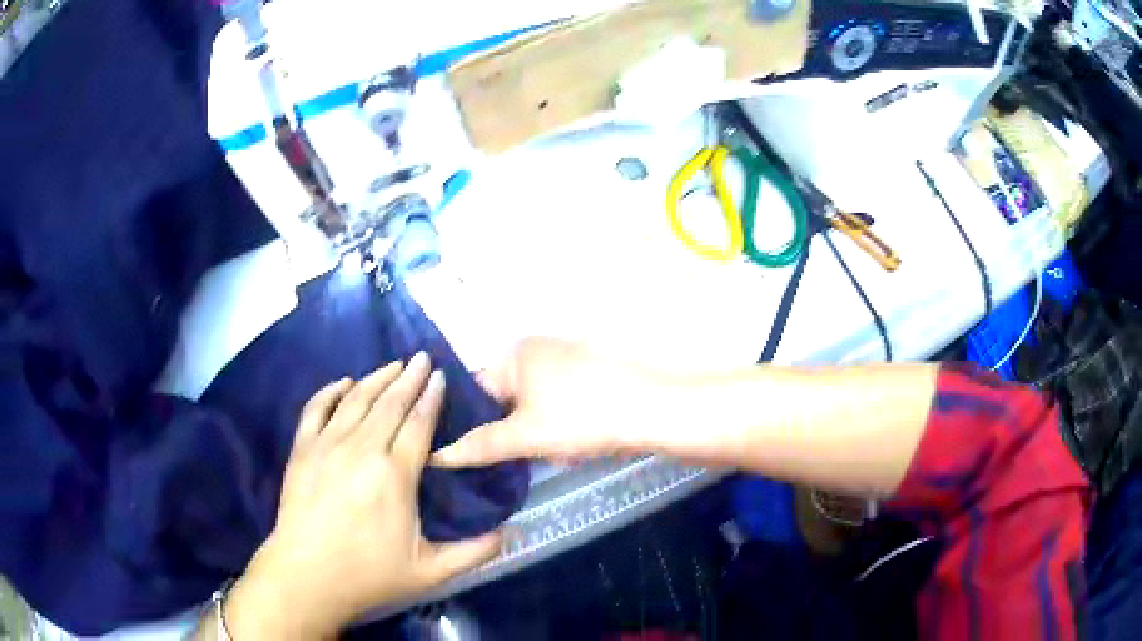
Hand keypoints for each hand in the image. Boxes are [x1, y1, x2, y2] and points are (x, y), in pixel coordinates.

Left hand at [223, 354, 501, 638]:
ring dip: (376, 378)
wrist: (308, 576)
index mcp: (395, 475)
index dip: (431, 398)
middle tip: (422, 358)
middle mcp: (362, 449)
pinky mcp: (302, 449)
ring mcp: (327, 445)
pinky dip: (330, 390)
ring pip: (355, 399)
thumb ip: (475, 552)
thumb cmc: (370, 574)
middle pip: (389, 403)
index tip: (440, 376)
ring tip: (393, 364)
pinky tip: (344, 382)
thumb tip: (510, 533)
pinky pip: (316, 407)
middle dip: (409, 377)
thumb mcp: (432, 571)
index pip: (418, 423)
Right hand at [432, 338, 667, 467]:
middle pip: (504, 398)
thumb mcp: (524, 436)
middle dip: (507, 431)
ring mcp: (565, 360)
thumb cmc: (579, 417)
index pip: (473, 389)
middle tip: (513, 459)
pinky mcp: (588, 375)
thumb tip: (435, 456)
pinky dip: (557, 425)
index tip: (467, 453)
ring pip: (532, 404)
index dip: (467, 423)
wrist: (651, 411)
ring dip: (534, 432)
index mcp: (514, 354)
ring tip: (548, 454)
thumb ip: (479, 445)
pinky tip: (572, 444)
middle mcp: (536, 349)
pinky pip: (557, 403)